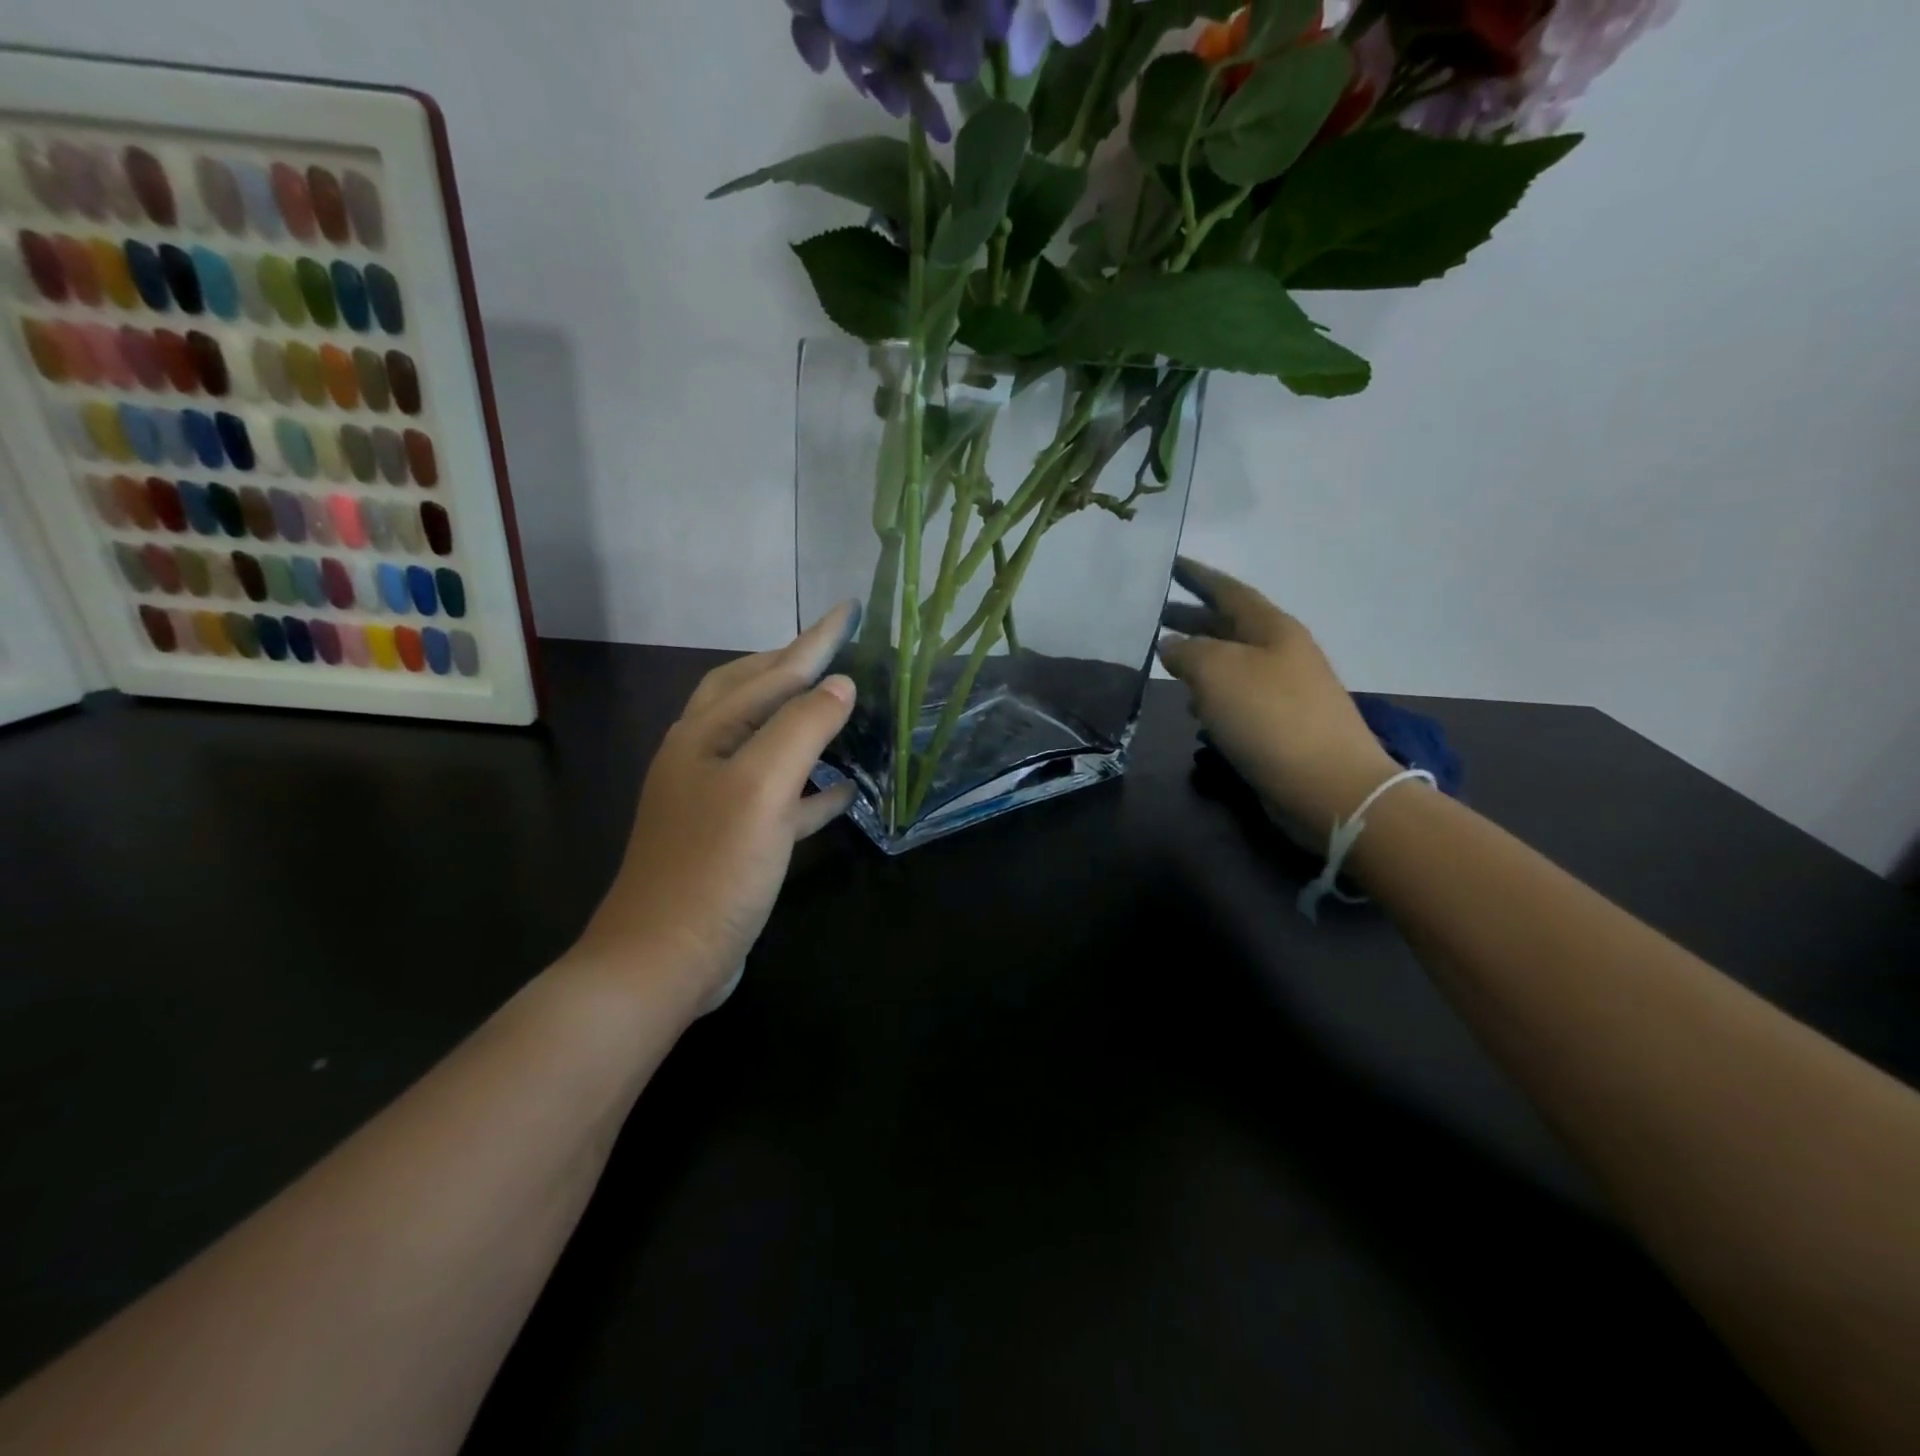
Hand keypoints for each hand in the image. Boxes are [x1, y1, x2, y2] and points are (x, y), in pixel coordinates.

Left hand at [574, 603, 860, 1010]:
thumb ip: (801, 728)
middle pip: (752, 695)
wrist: (662, 960)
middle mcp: (705, 757)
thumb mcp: (760, 788)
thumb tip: (840, 685)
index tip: (849, 610)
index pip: (770, 671)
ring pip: (765, 743)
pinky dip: (810, 787)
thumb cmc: (712, 867)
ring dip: (802, 722)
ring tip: (842, 709)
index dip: (814, 641)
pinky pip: (779, 798)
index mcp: (705, 734)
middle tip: (836, 650)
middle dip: (793, 667)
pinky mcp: (734, 840)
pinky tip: (843, 791)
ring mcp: (716, 800)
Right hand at [1158, 557, 1396, 838]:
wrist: (1328, 785)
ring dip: (1199, 659)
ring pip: (1231, 663)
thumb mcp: (1217, 672)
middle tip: (1154, 616)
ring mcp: (1284, 690)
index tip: (1170, 563)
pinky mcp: (1280, 725)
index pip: (1228, 590)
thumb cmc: (1270, 717)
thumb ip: (1187, 651)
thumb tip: (1171, 645)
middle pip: (1229, 626)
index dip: (1197, 576)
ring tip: (1165, 661)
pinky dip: (1212, 695)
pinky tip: (1193, 708)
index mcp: (1271, 628)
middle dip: (1192, 619)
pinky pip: (1238, 698)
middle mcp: (1280, 652)